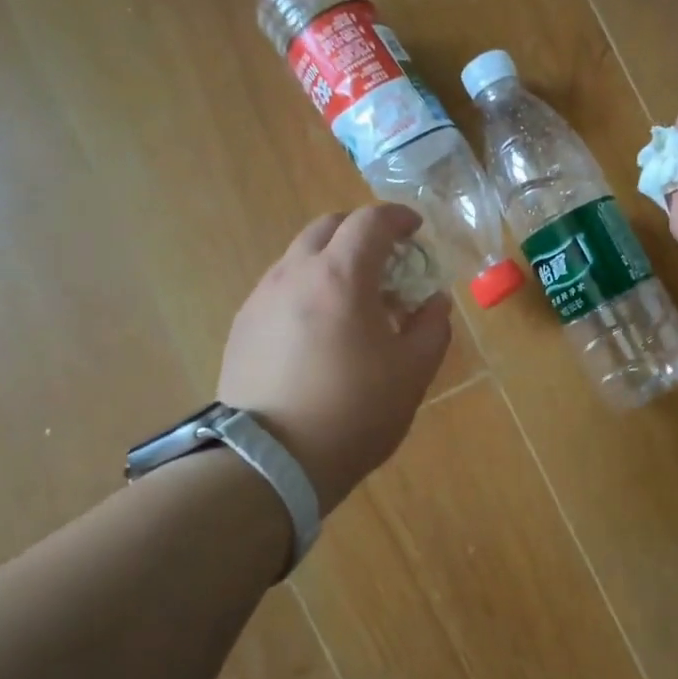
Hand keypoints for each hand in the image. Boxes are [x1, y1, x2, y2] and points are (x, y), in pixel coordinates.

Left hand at [218, 205, 452, 513]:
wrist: (271, 461)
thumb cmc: (354, 412)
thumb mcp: (412, 372)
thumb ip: (432, 327)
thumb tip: (434, 302)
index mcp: (341, 276)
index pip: (371, 221)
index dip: (399, 217)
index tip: (416, 229)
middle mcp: (294, 274)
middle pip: (328, 227)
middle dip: (361, 233)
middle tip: (386, 262)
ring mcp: (261, 299)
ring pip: (299, 257)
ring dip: (332, 262)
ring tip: (353, 301)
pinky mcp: (242, 327)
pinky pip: (280, 288)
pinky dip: (307, 289)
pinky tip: (319, 330)